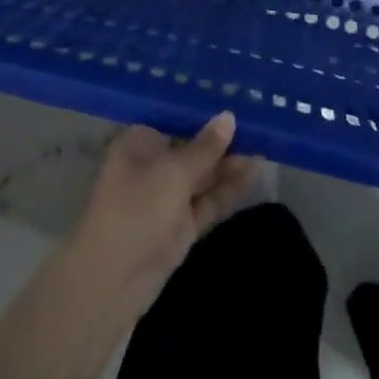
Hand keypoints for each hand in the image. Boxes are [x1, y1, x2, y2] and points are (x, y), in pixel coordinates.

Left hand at [68, 112, 261, 311]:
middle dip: (222, 138)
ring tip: (264, 142)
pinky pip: (208, 199)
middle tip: (258, 121)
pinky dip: (228, 187)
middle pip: (192, 146)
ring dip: (229, 162)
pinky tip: (253, 170)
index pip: (176, 118)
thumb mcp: (174, 172)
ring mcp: (168, 197)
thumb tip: (229, 117)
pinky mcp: (181, 225)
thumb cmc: (137, 208)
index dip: (204, 111)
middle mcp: (153, 165)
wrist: (113, 280)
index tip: (234, 99)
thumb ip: (205, 147)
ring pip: (203, 174)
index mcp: (140, 143)